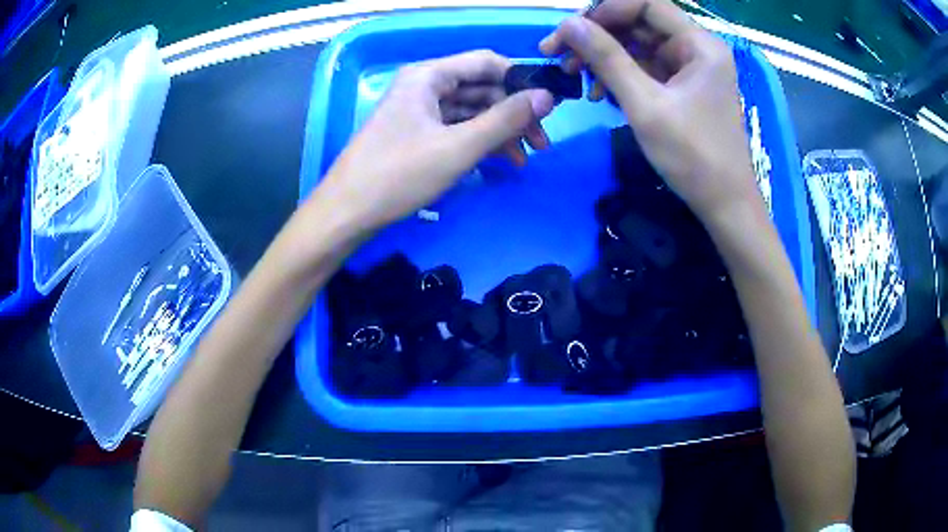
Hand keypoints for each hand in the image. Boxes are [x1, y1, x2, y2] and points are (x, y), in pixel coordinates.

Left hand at [312, 50, 554, 232]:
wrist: (347, 213)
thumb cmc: (399, 175)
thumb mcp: (459, 147)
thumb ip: (505, 119)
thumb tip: (547, 96)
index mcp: (428, 75)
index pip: (486, 62)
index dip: (520, 80)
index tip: (548, 106)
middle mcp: (423, 85)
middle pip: (480, 88)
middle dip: (512, 113)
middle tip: (540, 143)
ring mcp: (418, 110)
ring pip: (470, 111)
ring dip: (499, 131)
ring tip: (523, 159)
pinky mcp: (416, 134)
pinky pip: (456, 128)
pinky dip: (478, 142)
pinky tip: (498, 162)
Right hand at [540, 0, 762, 224]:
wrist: (724, 205)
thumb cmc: (693, 157)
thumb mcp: (645, 105)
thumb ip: (607, 59)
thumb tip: (568, 24)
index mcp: (699, 43)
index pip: (645, 4)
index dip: (604, 11)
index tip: (571, 32)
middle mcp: (696, 47)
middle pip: (639, 23)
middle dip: (598, 36)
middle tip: (560, 56)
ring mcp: (690, 67)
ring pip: (638, 45)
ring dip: (604, 58)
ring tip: (575, 78)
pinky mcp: (682, 86)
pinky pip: (645, 67)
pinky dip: (620, 76)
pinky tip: (601, 93)